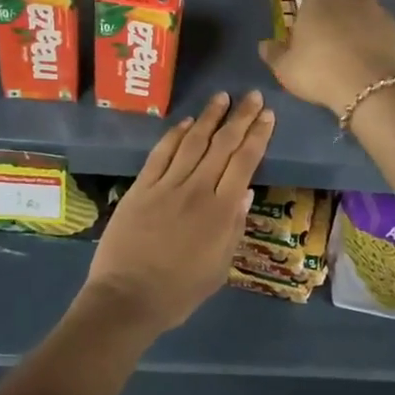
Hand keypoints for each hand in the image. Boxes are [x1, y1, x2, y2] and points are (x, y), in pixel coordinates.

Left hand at [84, 91, 275, 332]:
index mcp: (221, 213)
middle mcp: (197, 190)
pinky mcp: (140, 188)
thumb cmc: (178, 292)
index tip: (267, 116)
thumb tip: (245, 192)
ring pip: (193, 143)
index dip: (257, 136)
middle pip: (222, 146)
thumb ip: (233, 228)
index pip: (244, 163)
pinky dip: (175, 135)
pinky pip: (161, 154)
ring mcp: (166, 186)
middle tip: (253, 96)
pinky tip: (187, 122)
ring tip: (223, 97)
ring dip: (210, 118)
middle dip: (240, 118)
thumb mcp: (218, 267)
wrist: (126, 298)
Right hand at [258, 0, 394, 115]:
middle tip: (335, 32)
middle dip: (347, 8)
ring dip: (364, 27)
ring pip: (371, 13)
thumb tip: (265, 45)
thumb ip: (275, 54)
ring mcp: (379, 16)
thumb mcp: (286, 68)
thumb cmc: (319, 70)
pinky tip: (368, 65)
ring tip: (354, 53)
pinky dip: (377, 44)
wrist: (370, 89)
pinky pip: (384, 34)